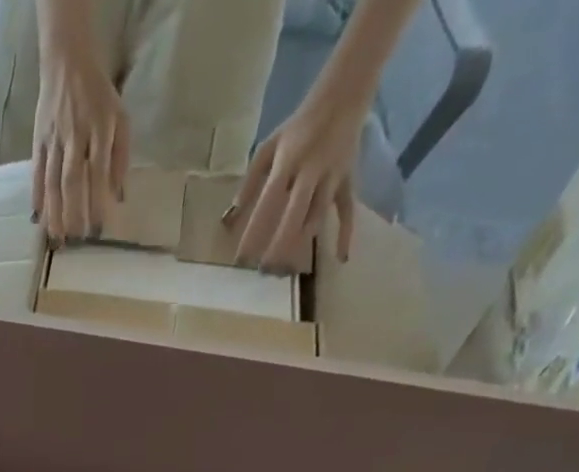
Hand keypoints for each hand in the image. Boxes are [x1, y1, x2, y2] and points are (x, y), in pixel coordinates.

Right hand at [32, 30, 129, 243]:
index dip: (97, 202)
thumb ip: (121, 157)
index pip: (98, 172)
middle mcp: (75, 136)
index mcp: (99, 129)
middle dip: (72, 212)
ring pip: (52, 181)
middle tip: (75, 239)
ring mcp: (54, 140)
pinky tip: (38, 217)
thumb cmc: (98, 97)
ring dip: (53, 212)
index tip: (98, 228)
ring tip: (56, 236)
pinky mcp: (38, 142)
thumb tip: (118, 196)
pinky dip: (36, 196)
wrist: (67, 64)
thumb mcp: (120, 119)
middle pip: (71, 180)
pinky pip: (36, 173)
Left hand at [225, 92, 366, 271]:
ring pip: (317, 216)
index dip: (254, 232)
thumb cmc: (298, 127)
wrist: (344, 95)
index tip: (241, 259)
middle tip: (263, 270)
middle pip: (294, 214)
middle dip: (278, 244)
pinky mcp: (348, 180)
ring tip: (285, 270)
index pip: (267, 203)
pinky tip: (341, 259)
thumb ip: (249, 182)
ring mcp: (332, 177)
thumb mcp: (268, 147)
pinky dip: (346, 234)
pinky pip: (348, 210)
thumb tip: (230, 217)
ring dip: (301, 244)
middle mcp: (311, 172)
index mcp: (287, 163)